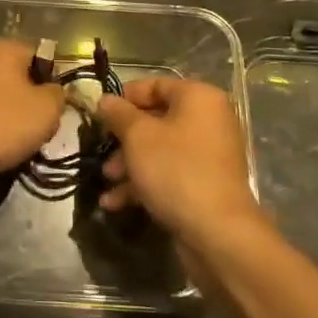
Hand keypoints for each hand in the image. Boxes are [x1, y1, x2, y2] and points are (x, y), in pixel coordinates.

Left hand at [0, 39, 62, 192]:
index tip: (59, 104)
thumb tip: (55, 92)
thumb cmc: (3, 122)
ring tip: (25, 142)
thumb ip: (59, 95)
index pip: (41, 54)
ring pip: (5, 101)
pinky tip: (3, 150)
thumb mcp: (47, 108)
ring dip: (17, 121)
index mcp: (5, 49)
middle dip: (35, 103)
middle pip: (22, 79)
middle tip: (45, 126)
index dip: (55, 78)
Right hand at [94, 78, 260, 241]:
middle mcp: (208, 120)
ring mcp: (208, 154)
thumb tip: (105, 100)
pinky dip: (144, 183)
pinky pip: (169, 173)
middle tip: (102, 151)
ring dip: (129, 163)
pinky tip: (115, 202)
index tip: (101, 115)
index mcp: (198, 98)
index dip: (125, 98)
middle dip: (123, 138)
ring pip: (159, 149)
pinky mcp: (205, 184)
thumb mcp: (137, 136)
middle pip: (156, 119)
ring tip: (107, 180)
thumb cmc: (175, 170)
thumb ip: (118, 113)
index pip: (155, 85)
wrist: (217, 232)